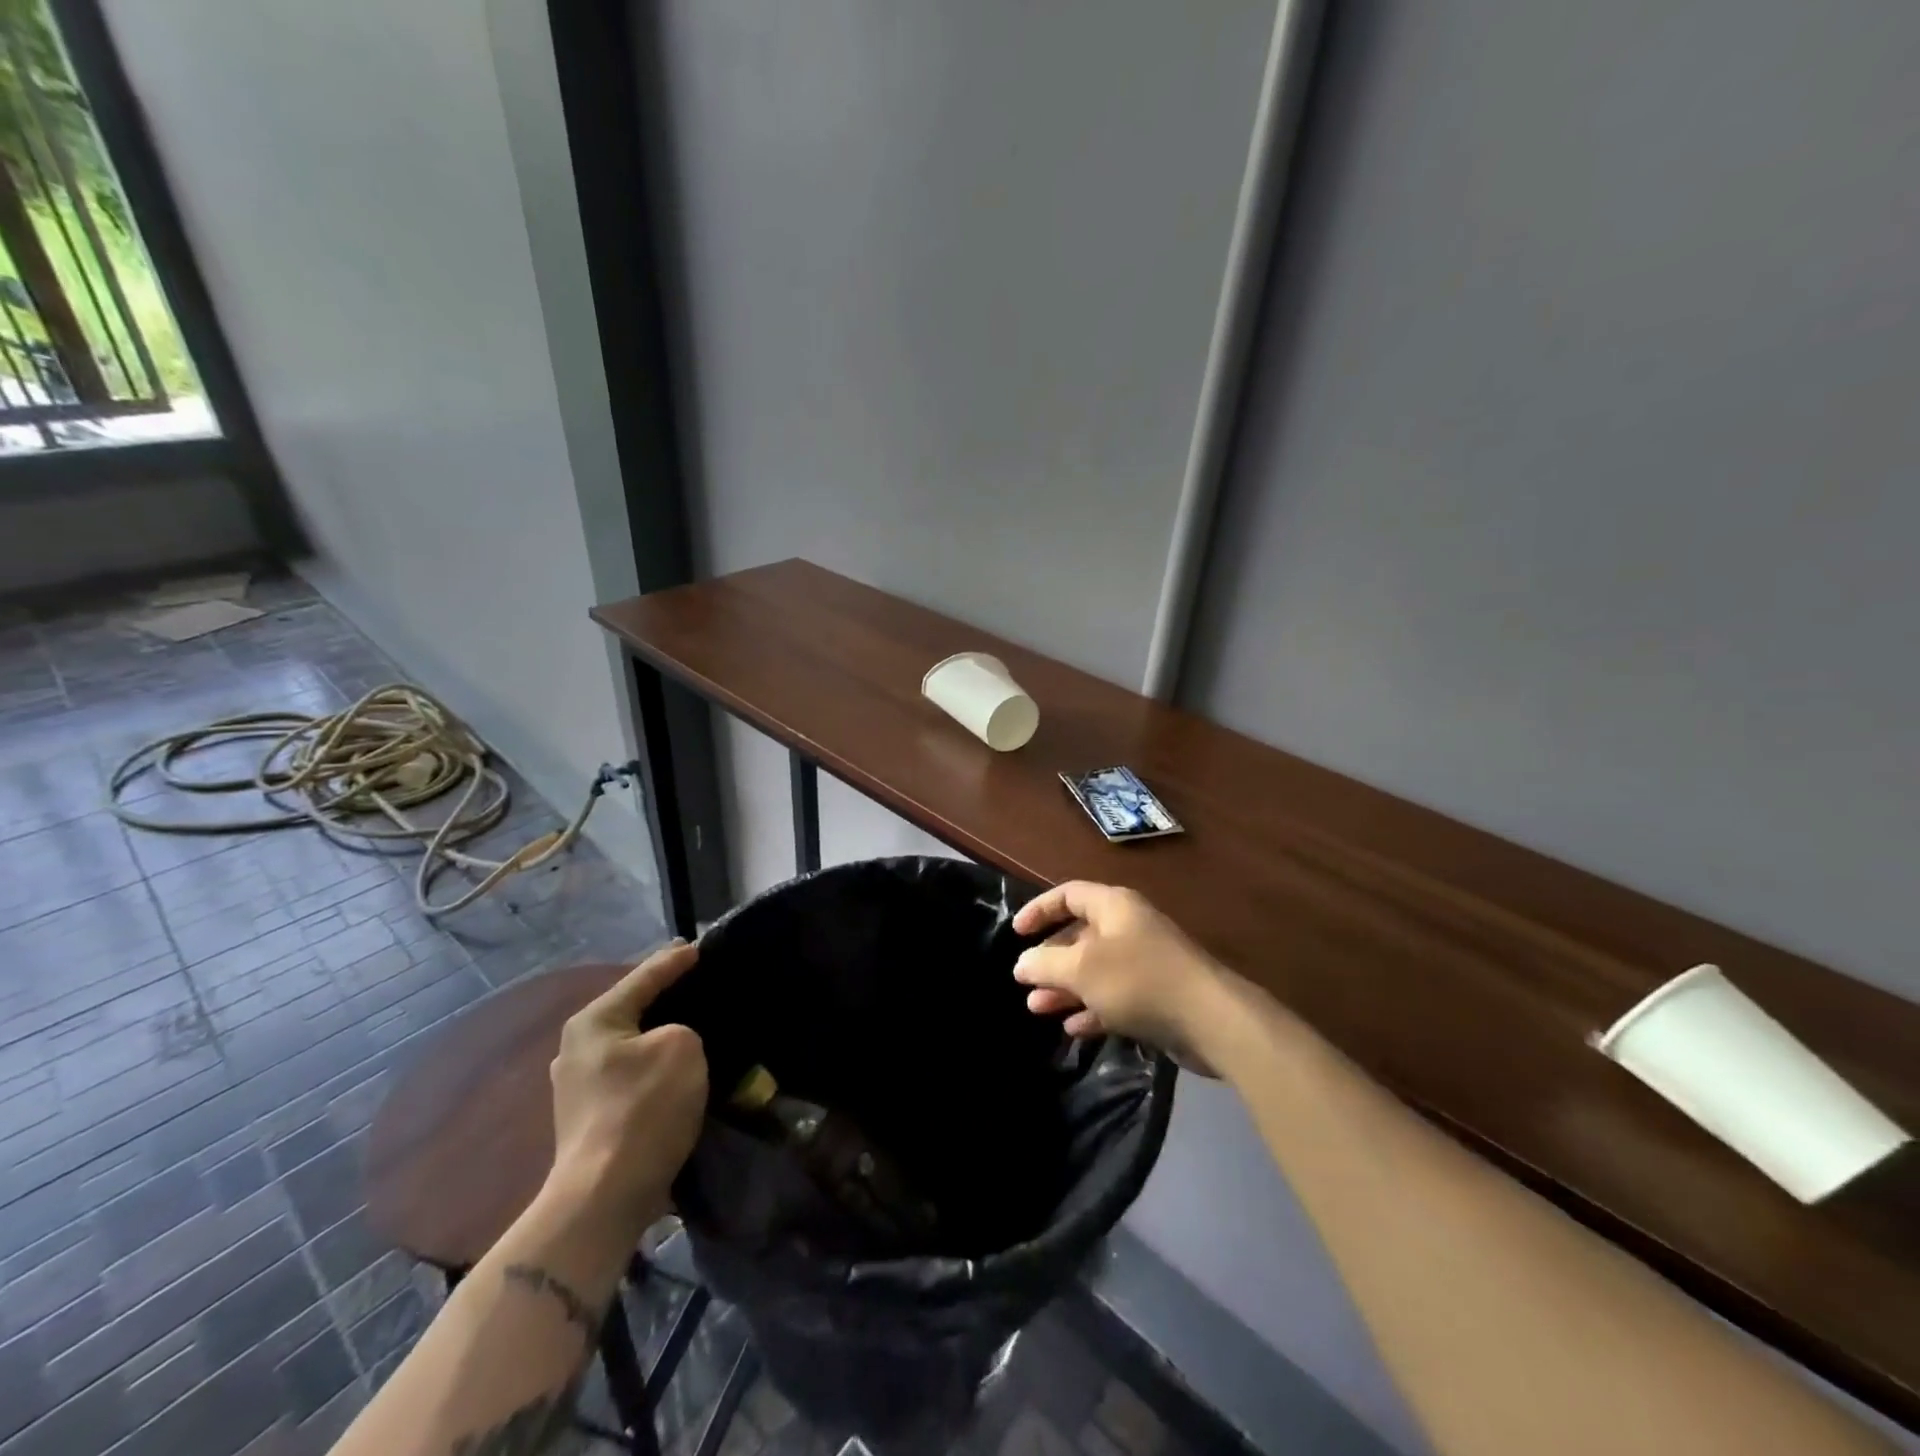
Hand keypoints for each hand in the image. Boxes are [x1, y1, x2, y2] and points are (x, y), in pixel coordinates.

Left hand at [548, 941, 707, 1238]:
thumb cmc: (643, 1108)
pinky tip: (678, 1072)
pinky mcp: (589, 1120)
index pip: (644, 976)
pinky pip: (631, 1076)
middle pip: (633, 1010)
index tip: (701, 947)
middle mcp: (576, 1048)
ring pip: (632, 1045)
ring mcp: (578, 1087)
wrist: (604, 1197)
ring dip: (661, 1038)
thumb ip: (683, 1027)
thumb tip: (674, 1042)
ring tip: (695, 1029)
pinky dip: (655, 1068)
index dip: (676, 960)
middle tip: (701, 986)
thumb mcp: (681, 1046)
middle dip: (667, 999)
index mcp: (594, 1021)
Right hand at [1012, 882, 1232, 1068]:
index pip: (1068, 895)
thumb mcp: (1082, 969)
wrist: (1210, 1019)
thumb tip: (1022, 964)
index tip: (1016, 933)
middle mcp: (1129, 928)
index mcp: (1114, 907)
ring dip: (1065, 987)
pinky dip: (1091, 1008)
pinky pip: (1114, 996)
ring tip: (1037, 1009)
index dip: (1040, 910)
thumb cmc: (1138, 980)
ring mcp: (1144, 962)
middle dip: (1050, 959)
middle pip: (1080, 935)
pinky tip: (1072, 1028)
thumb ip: (1046, 964)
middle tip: (1024, 981)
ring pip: (1095, 969)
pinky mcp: (1156, 996)